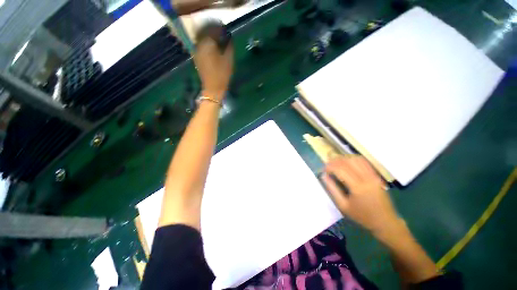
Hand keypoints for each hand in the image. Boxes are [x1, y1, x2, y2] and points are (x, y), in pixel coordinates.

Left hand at [193, 30, 233, 101]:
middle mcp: (199, 44)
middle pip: (206, 33)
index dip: (220, 29)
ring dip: (210, 39)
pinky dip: (207, 45)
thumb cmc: (222, 74)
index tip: (226, 32)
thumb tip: (228, 37)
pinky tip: (213, 50)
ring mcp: (196, 51)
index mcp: (207, 43)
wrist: (213, 89)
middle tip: (223, 37)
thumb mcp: (229, 60)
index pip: (213, 29)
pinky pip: (201, 46)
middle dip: (215, 33)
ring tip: (219, 43)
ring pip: (203, 39)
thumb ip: (229, 46)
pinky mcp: (197, 57)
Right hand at [321, 155, 400, 235]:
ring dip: (344, 158)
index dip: (330, 166)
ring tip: (336, 162)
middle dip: (336, 160)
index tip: (324, 169)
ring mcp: (373, 176)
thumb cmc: (362, 216)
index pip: (341, 170)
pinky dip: (354, 159)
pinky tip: (347, 162)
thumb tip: (324, 176)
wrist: (385, 222)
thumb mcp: (343, 206)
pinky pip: (364, 162)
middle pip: (348, 162)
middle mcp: (366, 179)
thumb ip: (332, 189)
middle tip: (328, 164)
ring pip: (356, 159)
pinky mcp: (377, 176)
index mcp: (357, 188)